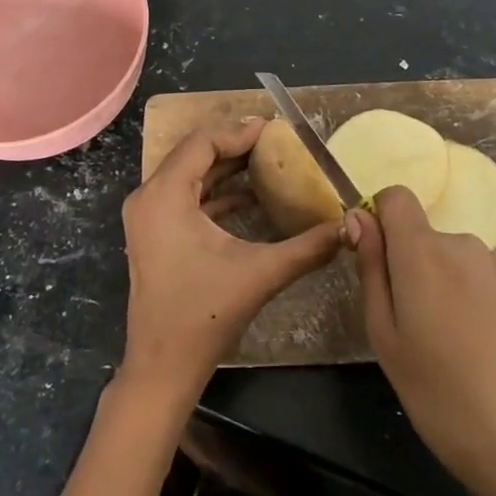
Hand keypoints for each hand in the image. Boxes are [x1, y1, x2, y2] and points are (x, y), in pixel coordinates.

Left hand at [118, 119, 342, 405]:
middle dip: (234, 146)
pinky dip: (215, 192)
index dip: (239, 132)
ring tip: (268, 164)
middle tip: (275, 143)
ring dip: (226, 169)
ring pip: (189, 176)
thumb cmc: (205, 314)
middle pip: (193, 154)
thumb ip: (307, 247)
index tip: (274, 129)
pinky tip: (251, 198)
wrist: (163, 365)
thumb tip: (348, 227)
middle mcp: (148, 197)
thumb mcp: (260, 273)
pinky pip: (184, 197)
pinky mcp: (153, 233)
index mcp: (164, 195)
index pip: (202, 143)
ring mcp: (147, 216)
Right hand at [350, 186, 495, 495]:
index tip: (372, 262)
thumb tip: (359, 217)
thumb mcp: (385, 335)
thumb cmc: (440, 394)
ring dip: (433, 285)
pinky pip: (472, 278)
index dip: (377, 219)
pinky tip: (470, 351)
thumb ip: (371, 268)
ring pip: (445, 258)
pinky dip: (461, 299)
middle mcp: (461, 244)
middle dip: (404, 265)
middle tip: (403, 326)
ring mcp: (495, 267)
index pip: (395, 197)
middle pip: (419, 233)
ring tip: (438, 346)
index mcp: (423, 251)